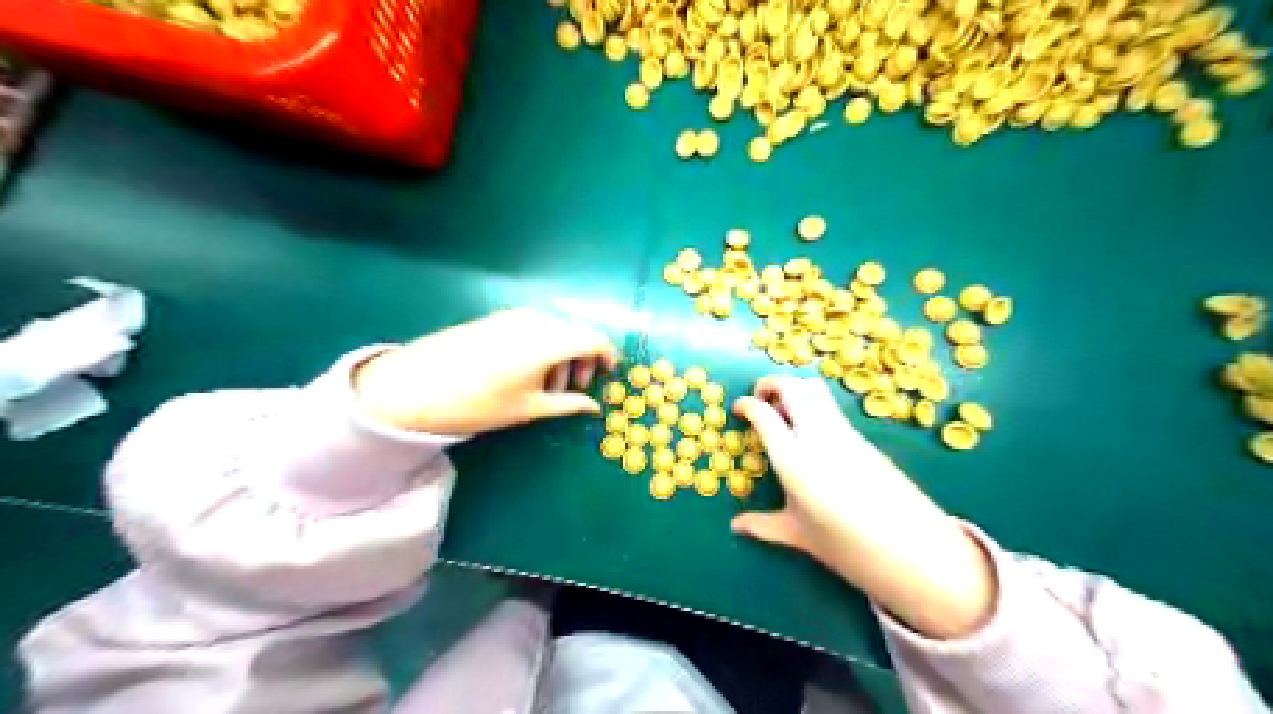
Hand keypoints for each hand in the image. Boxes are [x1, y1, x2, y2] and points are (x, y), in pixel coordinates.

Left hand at [355, 311, 620, 436]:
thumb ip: (568, 404)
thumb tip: (595, 406)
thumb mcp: (529, 409)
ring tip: (546, 386)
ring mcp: (514, 315)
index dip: (607, 356)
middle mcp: (536, 320)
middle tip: (575, 388)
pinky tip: (526, 371)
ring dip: (562, 354)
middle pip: (575, 332)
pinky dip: (542, 346)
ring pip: (554, 329)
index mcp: (549, 341)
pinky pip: (534, 326)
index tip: (608, 374)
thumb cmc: (478, 403)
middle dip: (582, 359)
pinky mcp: (497, 317)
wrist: (414, 386)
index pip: (593, 339)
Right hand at [731, 377, 997, 639]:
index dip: (745, 405)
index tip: (738, 410)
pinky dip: (814, 406)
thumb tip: (736, 527)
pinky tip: (811, 434)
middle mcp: (817, 434)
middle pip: (791, 385)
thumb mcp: (798, 534)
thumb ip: (763, 526)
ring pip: (815, 389)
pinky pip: (832, 407)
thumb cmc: (845, 545)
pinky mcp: (863, 437)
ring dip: (794, 390)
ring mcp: (844, 432)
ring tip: (785, 415)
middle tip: (760, 401)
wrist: (912, 548)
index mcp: (792, 457)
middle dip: (769, 384)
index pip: (763, 412)